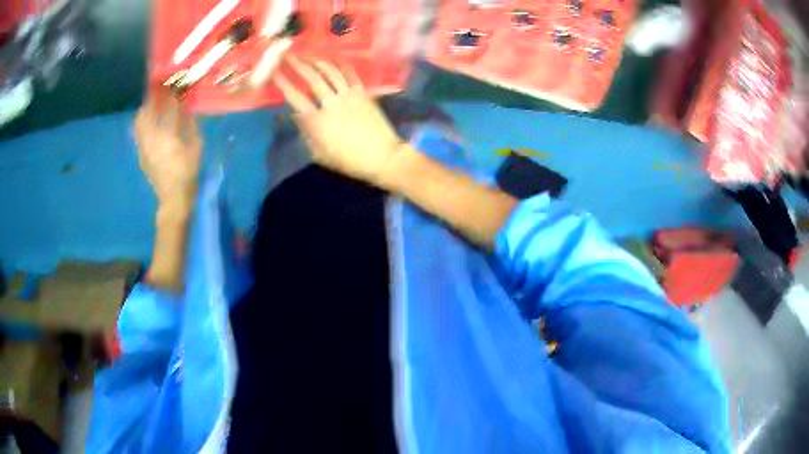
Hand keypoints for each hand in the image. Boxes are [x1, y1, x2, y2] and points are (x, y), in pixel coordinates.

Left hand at [134, 87, 201, 207]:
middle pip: (147, 111)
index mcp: (167, 134)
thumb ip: (189, 123)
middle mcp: (151, 138)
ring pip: (139, 121)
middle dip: (152, 98)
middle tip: (160, 92)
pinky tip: (151, 124)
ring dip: (146, 110)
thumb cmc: (188, 171)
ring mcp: (143, 147)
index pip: (166, 106)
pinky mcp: (141, 154)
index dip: (169, 91)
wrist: (174, 197)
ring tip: (153, 106)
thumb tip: (185, 106)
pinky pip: (139, 132)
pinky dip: (144, 123)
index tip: (172, 80)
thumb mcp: (195, 145)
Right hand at [273, 57, 406, 185]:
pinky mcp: (362, 92)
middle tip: (287, 54)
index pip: (295, 97)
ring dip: (316, 60)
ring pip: (330, 72)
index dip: (283, 82)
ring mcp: (348, 95)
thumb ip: (306, 132)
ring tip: (306, 54)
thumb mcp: (320, 153)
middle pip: (312, 78)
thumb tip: (296, 114)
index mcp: (317, 122)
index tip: (274, 71)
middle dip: (297, 64)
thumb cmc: (349, 160)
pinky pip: (349, 73)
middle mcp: (331, 103)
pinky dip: (339, 63)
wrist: (382, 157)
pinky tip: (331, 58)